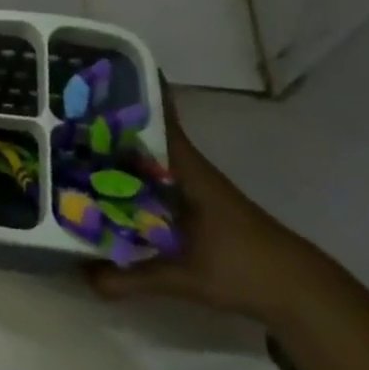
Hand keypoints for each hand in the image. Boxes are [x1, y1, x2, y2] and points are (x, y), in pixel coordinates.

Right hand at [88, 84, 328, 323]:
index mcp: (188, 170)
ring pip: (150, 160)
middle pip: (146, 137)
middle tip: (68, 112)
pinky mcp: (197, 208)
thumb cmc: (244, 269)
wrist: (300, 295)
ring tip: (77, 146)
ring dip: (120, 152)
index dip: (134, 95)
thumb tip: (82, 277)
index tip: (101, 74)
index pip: (160, 119)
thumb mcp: (184, 276)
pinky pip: (156, 181)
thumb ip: (133, 277)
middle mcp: (189, 171)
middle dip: (111, 124)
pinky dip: (133, 178)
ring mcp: (194, 189)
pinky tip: (108, 188)